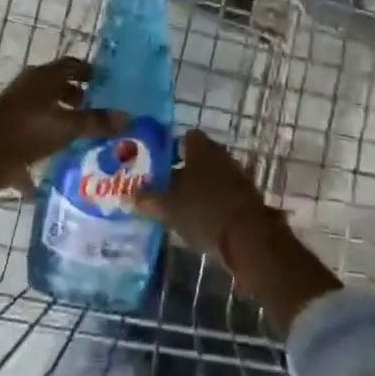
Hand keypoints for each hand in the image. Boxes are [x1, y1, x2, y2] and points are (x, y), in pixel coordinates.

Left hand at [0, 58, 124, 223]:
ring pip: (43, 112)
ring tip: (80, 138)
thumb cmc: (25, 131)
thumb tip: (128, 117)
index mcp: (43, 78)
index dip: (89, 71)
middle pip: (57, 88)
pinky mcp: (5, 135)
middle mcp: (29, 89)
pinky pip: (29, 139)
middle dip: (76, 98)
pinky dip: (41, 151)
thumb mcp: (66, 127)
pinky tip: (52, 172)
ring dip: (59, 122)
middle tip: (97, 110)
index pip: (72, 66)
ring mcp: (14, 111)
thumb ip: (95, 122)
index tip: (106, 81)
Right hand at [141, 131, 341, 333]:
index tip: (160, 161)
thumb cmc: (204, 211)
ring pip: (214, 174)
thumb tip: (126, 197)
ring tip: (182, 203)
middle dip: (186, 168)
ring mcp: (238, 176)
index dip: (174, 146)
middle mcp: (221, 156)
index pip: (187, 137)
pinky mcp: (248, 197)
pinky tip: (202, 217)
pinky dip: (215, 201)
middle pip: (201, 156)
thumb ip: (147, 200)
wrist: (248, 238)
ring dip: (202, 185)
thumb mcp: (168, 207)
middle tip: (167, 184)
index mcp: (202, 149)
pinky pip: (225, 193)